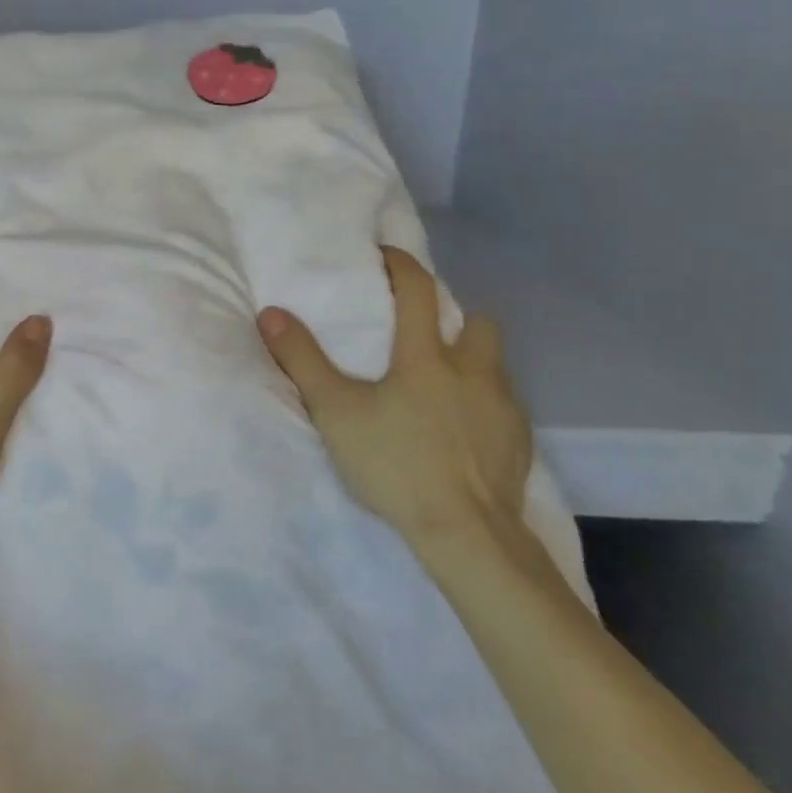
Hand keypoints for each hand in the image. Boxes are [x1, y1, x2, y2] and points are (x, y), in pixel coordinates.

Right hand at [257, 248, 531, 562]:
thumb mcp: (335, 412)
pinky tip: (461, 431)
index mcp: (428, 356)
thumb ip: (302, 360)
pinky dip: (483, 405)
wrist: (467, 535)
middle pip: (479, 322)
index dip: (401, 265)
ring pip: (495, 365)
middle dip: (454, 318)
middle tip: (423, 336)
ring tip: (442, 385)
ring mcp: (504, 408)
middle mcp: (474, 371)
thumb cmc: (397, 464)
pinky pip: (504, 407)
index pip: (418, 289)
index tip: (384, 257)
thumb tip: (272, 313)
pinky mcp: (520, 444)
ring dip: (472, 362)